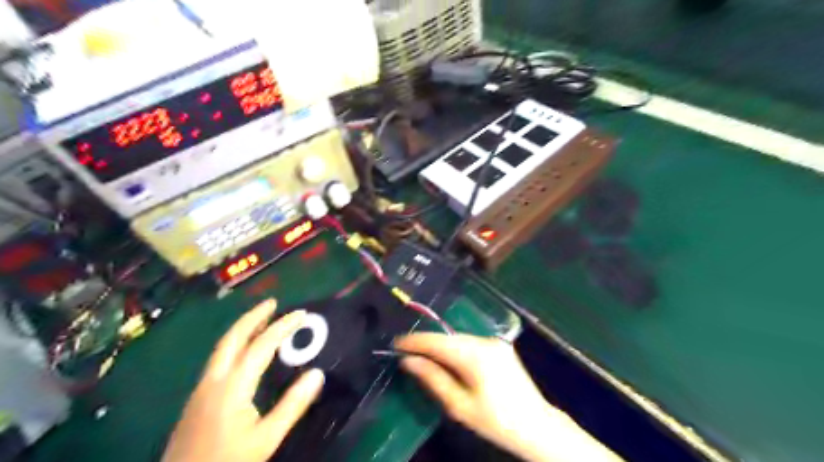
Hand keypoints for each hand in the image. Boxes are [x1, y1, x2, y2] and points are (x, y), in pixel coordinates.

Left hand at [161, 300, 323, 461]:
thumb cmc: (228, 461)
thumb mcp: (266, 438)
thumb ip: (292, 405)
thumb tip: (317, 373)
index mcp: (232, 386)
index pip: (261, 346)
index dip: (282, 326)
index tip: (300, 314)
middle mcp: (214, 379)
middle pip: (232, 338)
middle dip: (253, 316)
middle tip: (273, 303)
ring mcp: (202, 388)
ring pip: (222, 347)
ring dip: (242, 328)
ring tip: (262, 319)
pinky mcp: (197, 398)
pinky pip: (218, 358)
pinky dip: (235, 343)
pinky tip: (244, 351)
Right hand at [395, 335, 622, 459]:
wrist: (537, 425)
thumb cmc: (496, 420)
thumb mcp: (459, 406)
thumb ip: (433, 379)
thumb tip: (409, 361)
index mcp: (475, 355)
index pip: (437, 341)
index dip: (415, 341)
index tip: (396, 343)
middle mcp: (485, 341)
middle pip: (447, 337)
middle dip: (425, 342)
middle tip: (405, 350)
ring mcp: (494, 342)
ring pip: (458, 338)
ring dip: (439, 344)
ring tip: (421, 353)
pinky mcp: (499, 346)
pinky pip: (469, 342)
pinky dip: (454, 347)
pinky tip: (445, 356)